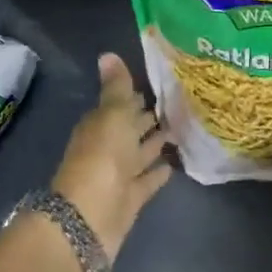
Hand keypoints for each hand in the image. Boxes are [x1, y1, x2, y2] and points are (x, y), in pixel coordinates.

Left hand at [51, 54, 172, 262]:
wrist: (89, 218)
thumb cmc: (102, 158)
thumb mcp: (112, 115)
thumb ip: (116, 87)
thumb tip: (107, 53)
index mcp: (101, 125)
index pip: (121, 105)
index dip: (136, 96)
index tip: (161, 85)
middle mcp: (108, 147)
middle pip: (131, 129)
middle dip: (149, 118)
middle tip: (178, 104)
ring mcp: (119, 175)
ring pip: (141, 153)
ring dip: (157, 143)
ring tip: (182, 129)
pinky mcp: (131, 198)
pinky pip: (147, 180)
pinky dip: (158, 172)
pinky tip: (175, 164)